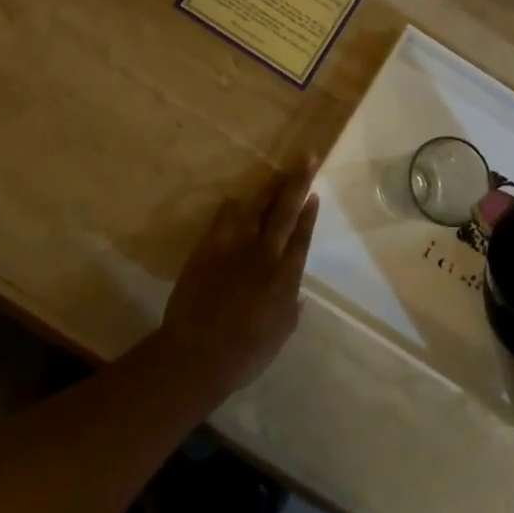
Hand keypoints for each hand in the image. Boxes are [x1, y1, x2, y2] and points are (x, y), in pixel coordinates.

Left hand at [159, 162, 319, 399]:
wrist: (198, 352)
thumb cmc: (245, 354)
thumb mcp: (279, 336)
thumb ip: (290, 311)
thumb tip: (297, 295)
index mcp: (285, 277)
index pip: (301, 237)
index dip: (308, 214)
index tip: (315, 193)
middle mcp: (265, 254)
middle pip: (285, 212)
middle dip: (298, 183)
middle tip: (308, 159)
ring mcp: (236, 247)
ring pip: (257, 208)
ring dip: (270, 187)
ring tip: (280, 169)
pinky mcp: (209, 247)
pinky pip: (223, 219)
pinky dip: (231, 209)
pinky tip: (235, 199)